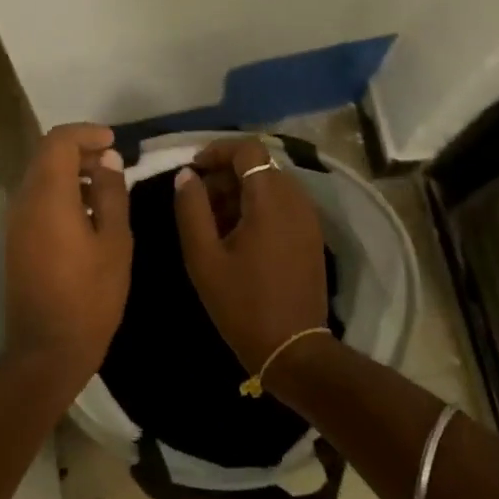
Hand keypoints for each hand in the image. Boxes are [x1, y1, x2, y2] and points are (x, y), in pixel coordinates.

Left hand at [4, 123, 131, 392]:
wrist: (47, 348)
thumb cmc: (90, 295)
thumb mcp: (115, 242)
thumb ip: (111, 194)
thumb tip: (107, 160)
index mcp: (48, 196)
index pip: (58, 141)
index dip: (86, 133)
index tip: (114, 142)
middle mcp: (24, 201)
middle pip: (46, 156)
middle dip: (80, 150)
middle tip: (114, 162)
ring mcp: (15, 222)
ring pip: (40, 177)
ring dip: (70, 172)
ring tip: (106, 187)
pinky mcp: (16, 240)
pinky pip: (36, 200)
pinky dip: (61, 193)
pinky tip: (88, 212)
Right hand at [173, 136, 330, 374]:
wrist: (293, 348)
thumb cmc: (242, 303)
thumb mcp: (203, 257)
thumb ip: (191, 209)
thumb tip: (186, 175)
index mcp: (270, 199)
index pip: (248, 149)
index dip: (217, 152)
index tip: (193, 171)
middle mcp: (295, 200)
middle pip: (260, 165)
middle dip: (225, 175)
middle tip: (198, 202)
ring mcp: (308, 218)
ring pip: (271, 185)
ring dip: (241, 192)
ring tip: (213, 222)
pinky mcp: (311, 236)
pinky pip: (283, 205)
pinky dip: (258, 207)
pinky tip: (237, 237)